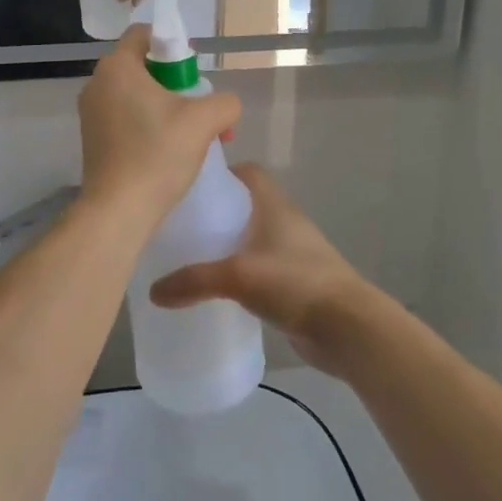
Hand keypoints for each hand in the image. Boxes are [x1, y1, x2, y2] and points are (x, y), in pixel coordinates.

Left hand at [77, 26, 239, 230]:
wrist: (119, 210)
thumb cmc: (157, 155)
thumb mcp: (204, 121)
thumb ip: (224, 103)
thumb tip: (225, 106)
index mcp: (117, 67)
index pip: (143, 34)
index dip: (172, 45)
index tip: (193, 72)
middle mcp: (97, 83)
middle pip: (143, 66)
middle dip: (176, 83)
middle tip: (198, 108)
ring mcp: (90, 113)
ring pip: (136, 95)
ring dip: (166, 108)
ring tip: (191, 135)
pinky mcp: (92, 139)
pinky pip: (125, 117)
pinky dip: (148, 125)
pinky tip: (169, 151)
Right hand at [149, 164, 375, 375]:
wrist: (347, 328)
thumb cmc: (295, 283)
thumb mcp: (238, 276)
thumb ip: (194, 280)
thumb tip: (153, 291)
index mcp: (274, 205)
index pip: (248, 172)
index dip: (222, 173)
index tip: (190, 185)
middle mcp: (284, 223)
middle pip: (246, 205)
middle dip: (216, 212)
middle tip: (180, 225)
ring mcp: (292, 254)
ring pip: (252, 239)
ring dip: (227, 245)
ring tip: (190, 258)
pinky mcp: (294, 284)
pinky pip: (259, 270)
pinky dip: (239, 274)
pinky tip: (216, 292)